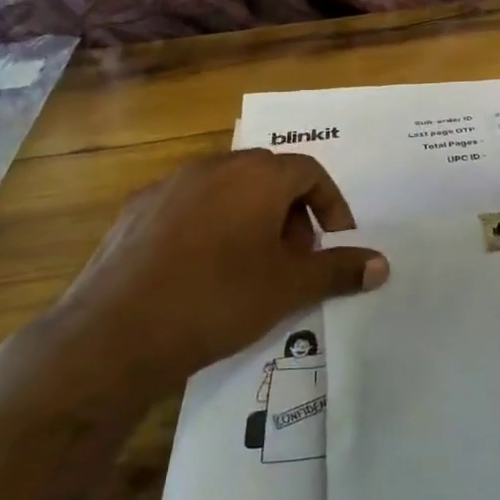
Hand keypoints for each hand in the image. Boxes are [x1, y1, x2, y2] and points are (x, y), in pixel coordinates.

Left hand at [34, 151, 386, 392]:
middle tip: (295, 255)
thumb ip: (339, 270)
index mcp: (256, 176)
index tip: (334, 241)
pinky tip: (202, 269)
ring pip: (227, 188)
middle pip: (268, 175)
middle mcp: (214, 167)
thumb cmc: (218, 300)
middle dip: (292, 211)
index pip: (310, 171)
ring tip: (251, 264)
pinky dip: (210, 224)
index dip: (331, 204)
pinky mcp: (136, 209)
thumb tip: (382, 263)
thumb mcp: (289, 288)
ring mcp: (169, 185)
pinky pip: (189, 205)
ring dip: (251, 216)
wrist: (117, 332)